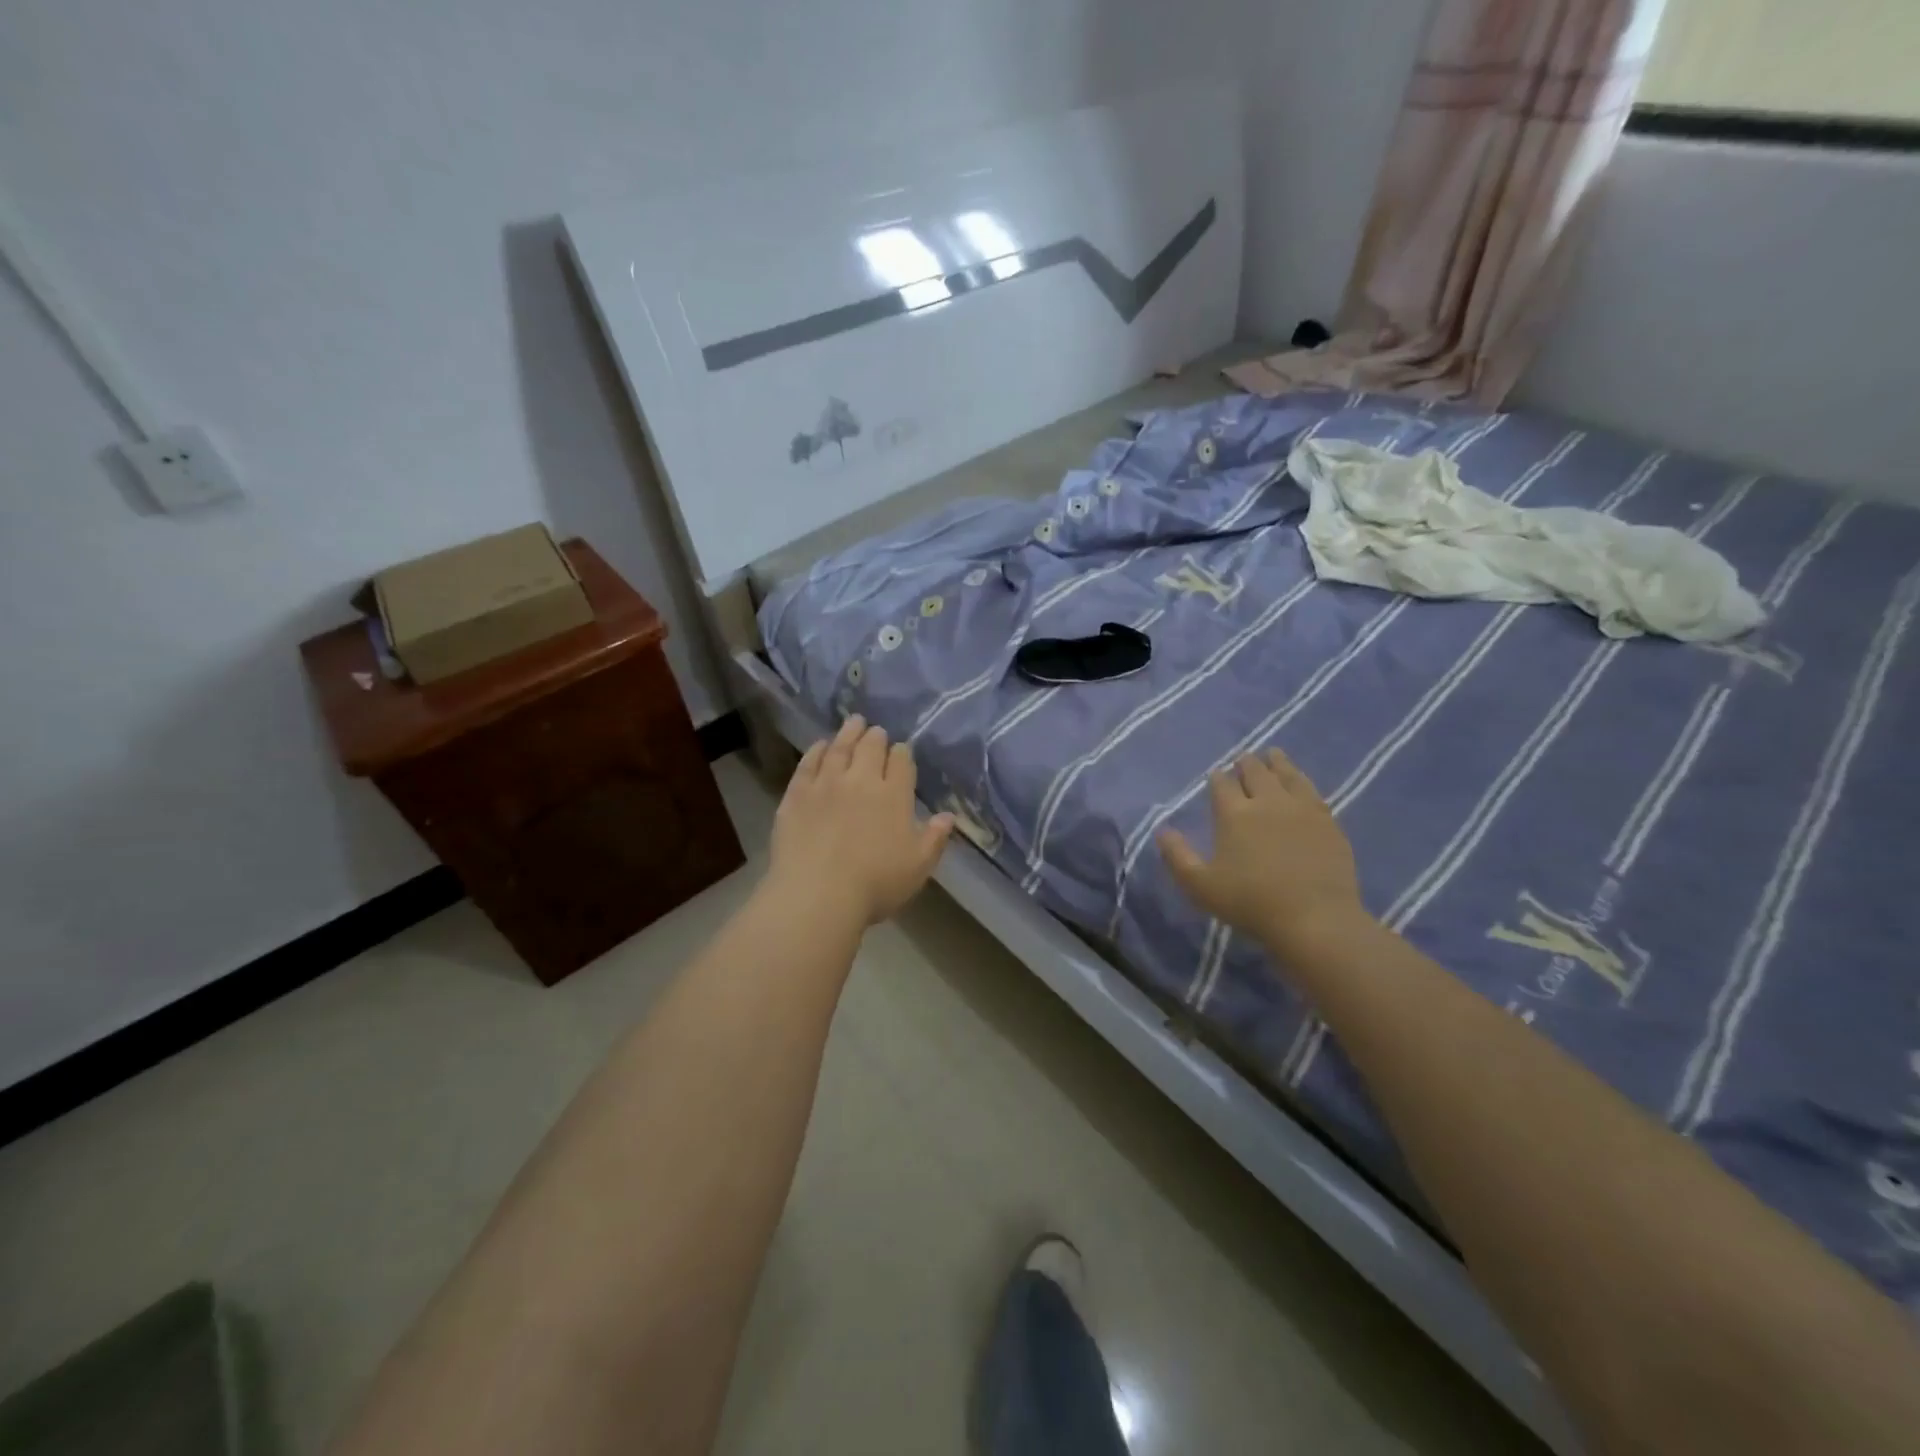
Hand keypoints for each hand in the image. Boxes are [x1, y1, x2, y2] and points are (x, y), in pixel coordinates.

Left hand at [768, 715, 954, 925]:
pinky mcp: (797, 794)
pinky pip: (808, 764)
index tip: (901, 751)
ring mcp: (826, 784)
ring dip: (848, 733)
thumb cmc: (875, 884)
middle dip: (876, 737)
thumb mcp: (918, 867)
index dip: (902, 753)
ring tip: (853, 722)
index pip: (901, 762)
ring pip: (839, 748)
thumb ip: (935, 838)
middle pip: (870, 748)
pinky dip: (816, 751)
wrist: (817, 894)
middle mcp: (861, 780)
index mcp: (893, 795)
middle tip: (876, 730)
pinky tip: (820, 746)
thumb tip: (949, 816)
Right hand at [1158, 749, 1370, 959]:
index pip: (1222, 785)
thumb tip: (1162, 830)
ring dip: (1277, 762)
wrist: (1315, 919)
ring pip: (1287, 775)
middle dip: (1246, 763)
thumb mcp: (1200, 885)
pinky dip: (1302, 780)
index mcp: (1234, 814)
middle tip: (1243, 758)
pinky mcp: (1328, 822)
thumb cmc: (1250, 903)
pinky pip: (1312, 791)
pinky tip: (1302, 783)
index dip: (1217, 777)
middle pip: (1255, 773)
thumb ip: (1177, 856)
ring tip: (1273, 754)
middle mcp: (1267, 802)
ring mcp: (1302, 809)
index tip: (1215, 774)